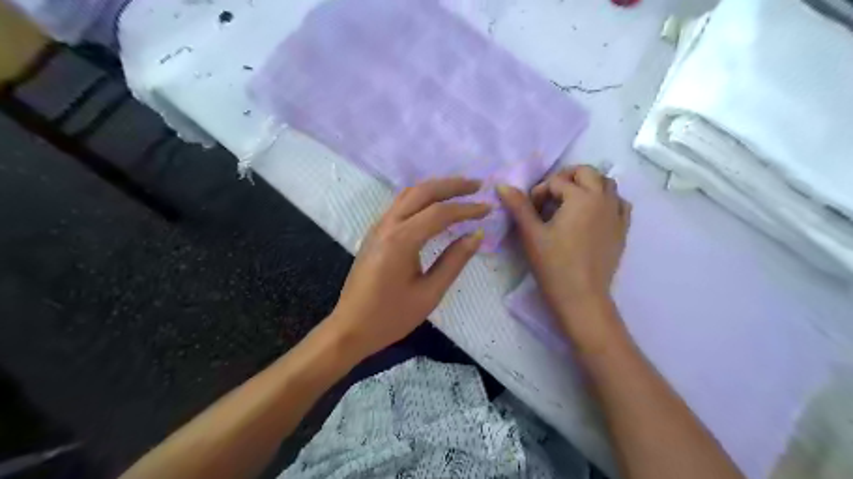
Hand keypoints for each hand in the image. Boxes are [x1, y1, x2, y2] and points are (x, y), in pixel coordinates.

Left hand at [327, 178, 489, 360]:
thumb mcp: (429, 293)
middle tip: (478, 185)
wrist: (350, 327)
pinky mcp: (375, 232)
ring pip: (409, 193)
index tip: (488, 208)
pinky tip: (436, 204)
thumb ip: (454, 261)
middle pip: (423, 191)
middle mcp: (388, 225)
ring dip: (436, 187)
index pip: (440, 213)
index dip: (467, 208)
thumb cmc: (391, 316)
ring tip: (461, 190)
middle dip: (452, 185)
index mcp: (401, 240)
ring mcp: (378, 226)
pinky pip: (401, 204)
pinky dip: (422, 197)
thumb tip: (476, 235)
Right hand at [498, 166, 628, 342]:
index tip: (530, 210)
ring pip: (607, 184)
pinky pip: (620, 203)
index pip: (556, 182)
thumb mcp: (532, 234)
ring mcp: (616, 214)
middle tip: (550, 196)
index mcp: (581, 197)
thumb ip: (519, 206)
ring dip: (588, 185)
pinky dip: (606, 200)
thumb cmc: (554, 265)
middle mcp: (603, 199)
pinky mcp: (622, 230)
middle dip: (566, 178)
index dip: (539, 192)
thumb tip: (503, 185)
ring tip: (571, 202)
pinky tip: (593, 214)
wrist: (581, 297)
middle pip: (587, 172)